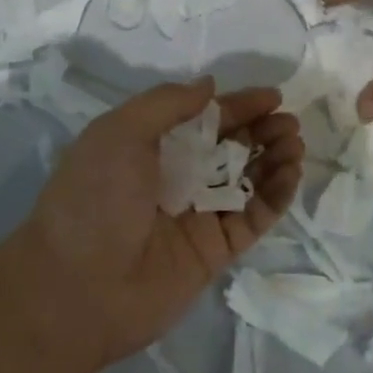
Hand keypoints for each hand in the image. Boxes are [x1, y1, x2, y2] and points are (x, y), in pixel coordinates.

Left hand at [18, 79, 303, 368]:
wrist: (77, 286)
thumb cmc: (95, 197)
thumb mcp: (119, 132)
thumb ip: (167, 103)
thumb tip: (209, 86)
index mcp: (151, 147)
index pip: (205, 119)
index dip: (239, 106)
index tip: (273, 97)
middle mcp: (177, 178)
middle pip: (231, 147)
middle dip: (262, 131)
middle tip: (289, 123)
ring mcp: (198, 215)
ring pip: (248, 180)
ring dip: (274, 159)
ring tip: (294, 144)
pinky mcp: (216, 250)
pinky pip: (253, 217)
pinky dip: (275, 196)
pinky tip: (291, 173)